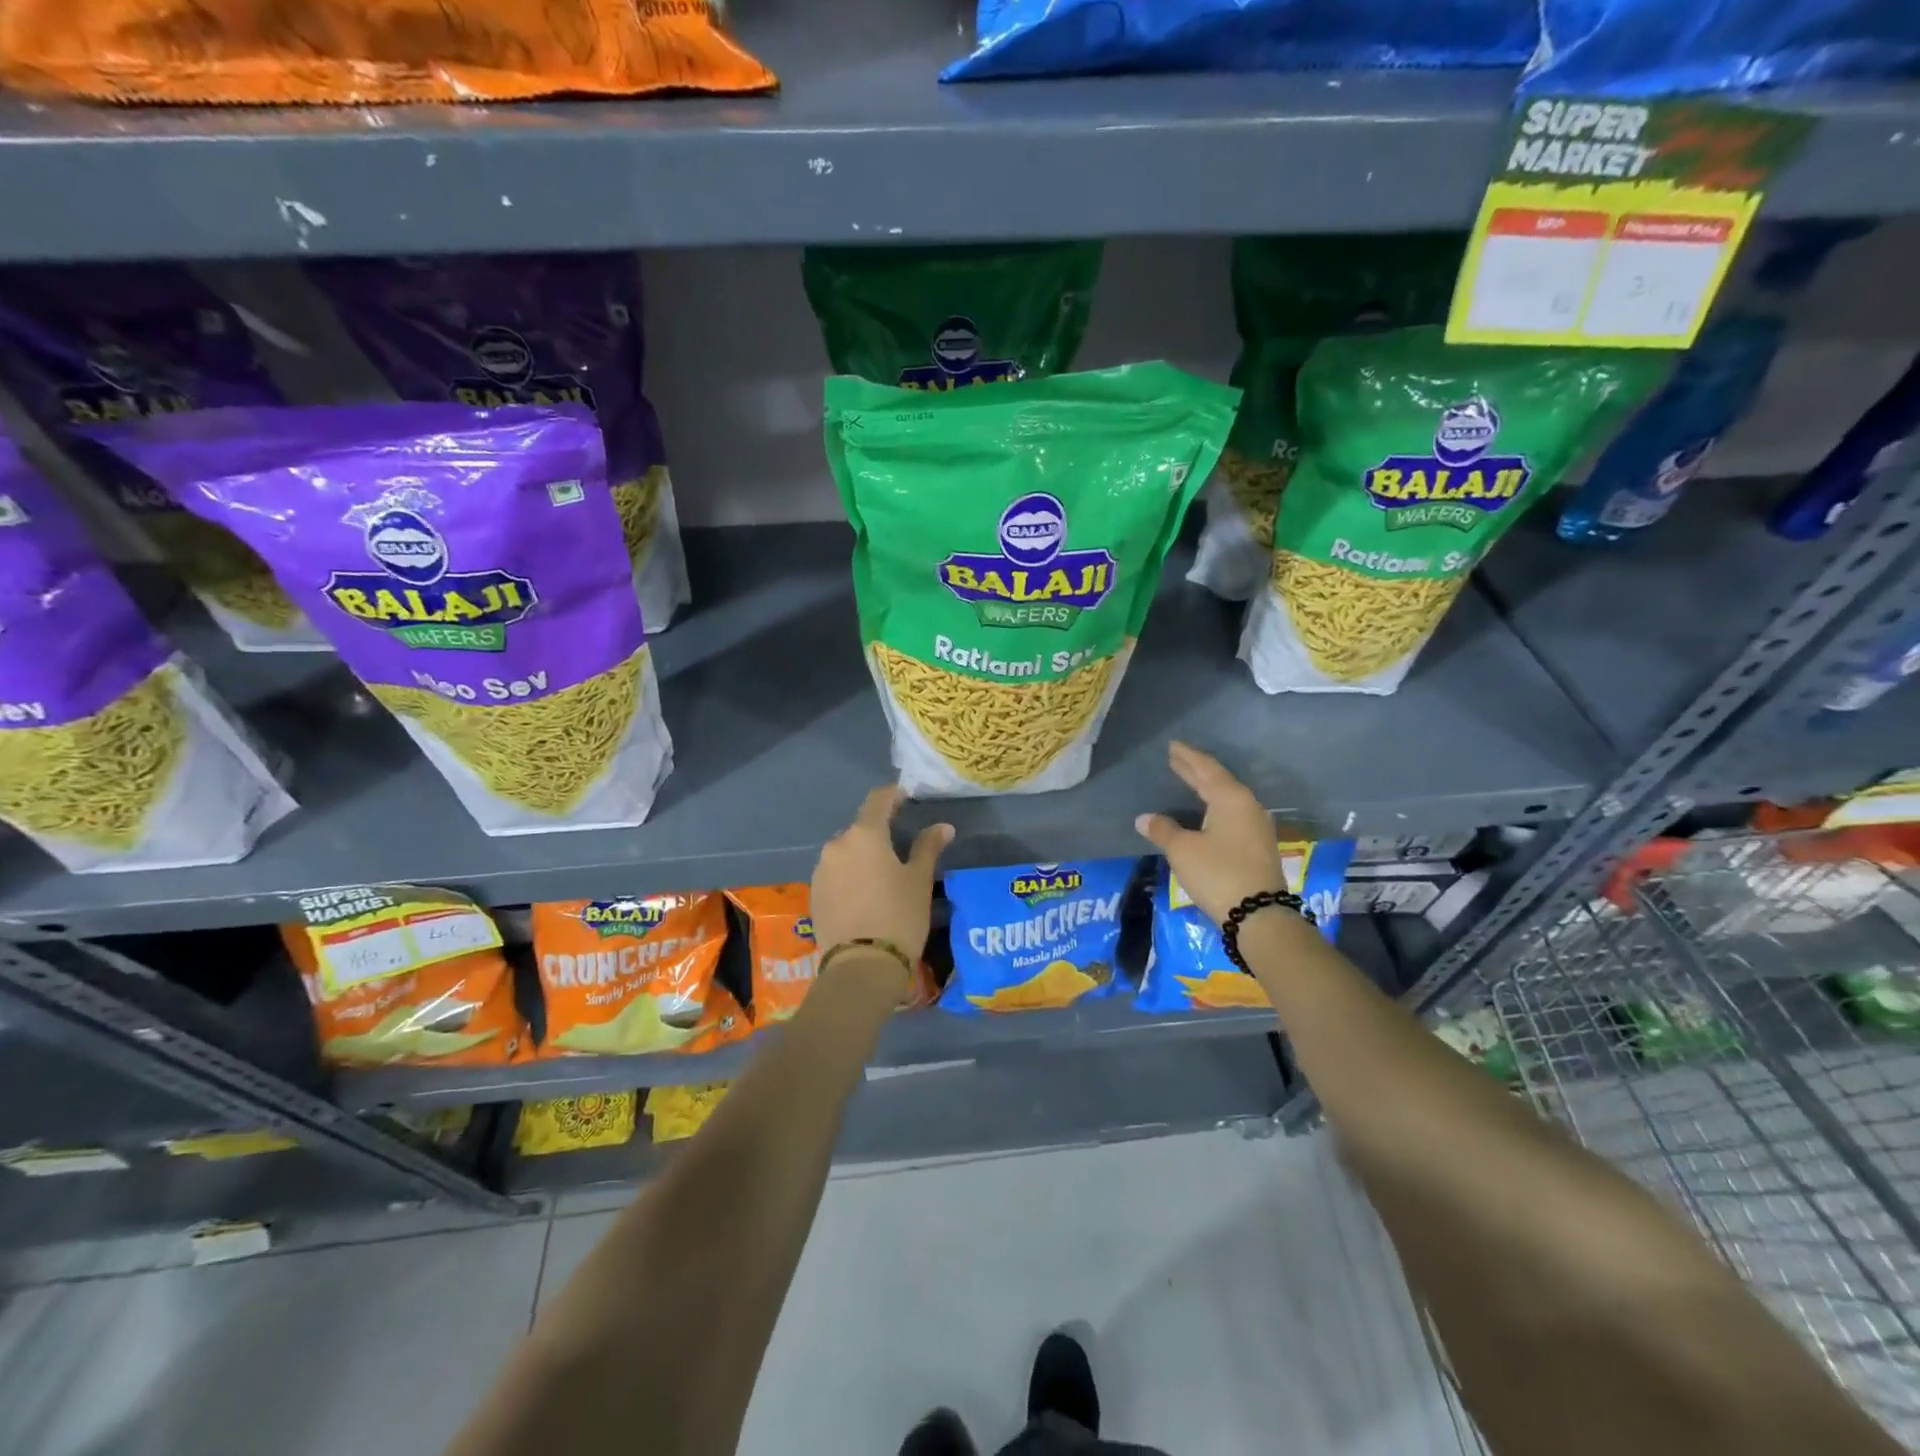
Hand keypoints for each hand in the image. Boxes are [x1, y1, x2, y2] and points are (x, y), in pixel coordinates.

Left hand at [811, 787, 951, 979]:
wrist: (861, 967)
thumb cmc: (899, 916)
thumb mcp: (919, 880)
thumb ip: (928, 847)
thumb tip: (943, 827)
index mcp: (864, 835)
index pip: (878, 800)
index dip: (894, 795)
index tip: (907, 797)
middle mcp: (836, 845)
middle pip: (860, 829)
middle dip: (879, 833)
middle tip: (900, 848)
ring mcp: (821, 870)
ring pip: (846, 853)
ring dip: (862, 856)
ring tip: (882, 877)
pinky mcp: (813, 894)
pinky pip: (835, 874)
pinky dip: (850, 876)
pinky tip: (864, 896)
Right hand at [1136, 741, 1286, 924]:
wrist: (1259, 915)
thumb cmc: (1217, 873)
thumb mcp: (1182, 850)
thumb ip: (1163, 830)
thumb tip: (1144, 818)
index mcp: (1231, 799)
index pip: (1206, 769)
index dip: (1187, 757)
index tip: (1172, 746)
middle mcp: (1247, 807)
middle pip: (1218, 781)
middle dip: (1195, 770)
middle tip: (1176, 758)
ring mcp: (1255, 827)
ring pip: (1226, 798)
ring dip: (1206, 788)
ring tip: (1188, 781)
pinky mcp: (1256, 846)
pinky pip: (1231, 814)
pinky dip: (1213, 806)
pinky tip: (1205, 811)